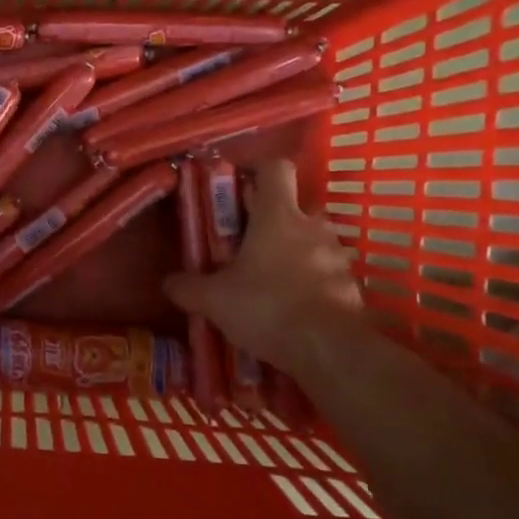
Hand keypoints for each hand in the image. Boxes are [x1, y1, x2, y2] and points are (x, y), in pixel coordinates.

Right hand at [163, 159, 362, 366]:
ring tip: (269, 280)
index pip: (275, 168)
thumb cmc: (266, 307)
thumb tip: (168, 282)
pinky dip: (309, 282)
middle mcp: (311, 227)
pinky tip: (291, 307)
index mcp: (277, 216)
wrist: (328, 350)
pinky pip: (325, 273)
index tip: (239, 184)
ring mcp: (337, 256)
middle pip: (293, 206)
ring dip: (292, 252)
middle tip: (247, 244)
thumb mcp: (213, 300)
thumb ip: (187, 287)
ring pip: (311, 240)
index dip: (257, 169)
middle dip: (272, 220)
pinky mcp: (350, 286)